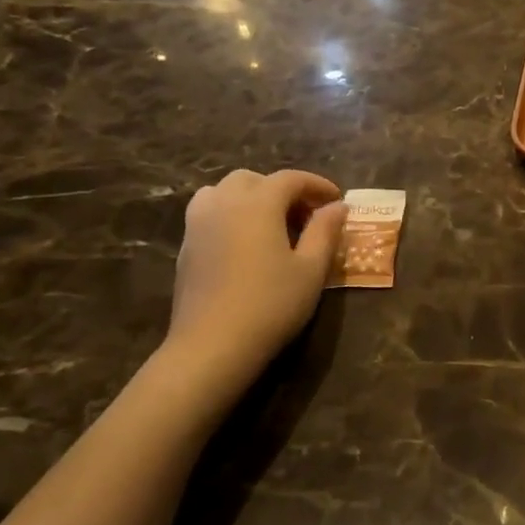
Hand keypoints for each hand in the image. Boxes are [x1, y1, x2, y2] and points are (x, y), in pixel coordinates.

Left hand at [166, 169, 346, 385]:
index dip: (316, 185)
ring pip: (224, 191)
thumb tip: (338, 206)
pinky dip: (230, 214)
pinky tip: (246, 243)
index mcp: (258, 204)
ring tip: (271, 223)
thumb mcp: (312, 269)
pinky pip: (209, 213)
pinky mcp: (186, 247)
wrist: (212, 345)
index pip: (290, 179)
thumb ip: (325, 231)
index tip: (337, 200)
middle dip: (282, 189)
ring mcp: (198, 224)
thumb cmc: (271, 304)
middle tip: (306, 215)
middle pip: (253, 179)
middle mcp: (224, 203)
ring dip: (250, 197)